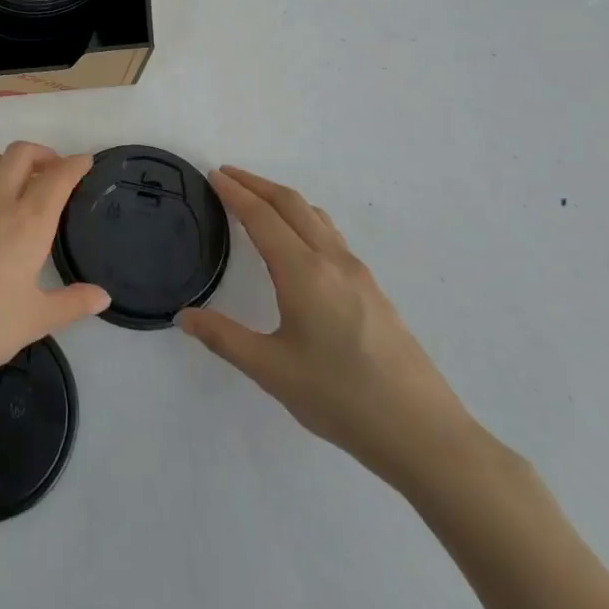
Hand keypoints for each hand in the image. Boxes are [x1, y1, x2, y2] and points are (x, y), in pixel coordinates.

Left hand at [0, 142, 110, 389]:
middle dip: (42, 153)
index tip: (85, 162)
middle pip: (20, 153)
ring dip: (4, 162)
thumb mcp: (35, 320)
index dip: (75, 164)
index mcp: (27, 223)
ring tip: (13, 184)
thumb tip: (102, 296)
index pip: (57, 178)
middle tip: (52, 172)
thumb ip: (72, 304)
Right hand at [178, 166, 482, 492]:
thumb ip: (223, 338)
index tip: (213, 175)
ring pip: (316, 217)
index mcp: (304, 272)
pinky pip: (331, 236)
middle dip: (257, 184)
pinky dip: (304, 220)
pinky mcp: (373, 291)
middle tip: (227, 176)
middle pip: (292, 204)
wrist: (423, 433)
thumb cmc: (340, 398)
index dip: (235, 193)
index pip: (262, 217)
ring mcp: (358, 275)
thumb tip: (184, 316)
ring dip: (283, 199)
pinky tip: (298, 244)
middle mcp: (332, 261)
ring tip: (258, 201)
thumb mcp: (271, 370)